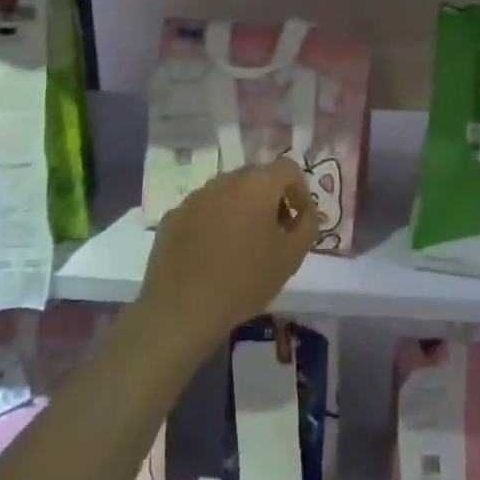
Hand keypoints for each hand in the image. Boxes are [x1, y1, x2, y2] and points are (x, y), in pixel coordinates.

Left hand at [138, 158, 319, 358]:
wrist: (182, 309)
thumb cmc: (245, 280)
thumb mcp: (291, 256)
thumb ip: (307, 226)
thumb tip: (305, 213)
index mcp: (257, 184)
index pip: (288, 169)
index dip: (300, 191)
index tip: (300, 220)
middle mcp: (225, 180)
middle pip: (256, 178)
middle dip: (271, 199)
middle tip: (275, 233)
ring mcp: (195, 196)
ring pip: (227, 194)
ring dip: (241, 210)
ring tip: (242, 246)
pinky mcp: (173, 217)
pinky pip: (203, 211)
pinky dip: (214, 223)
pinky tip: (212, 255)